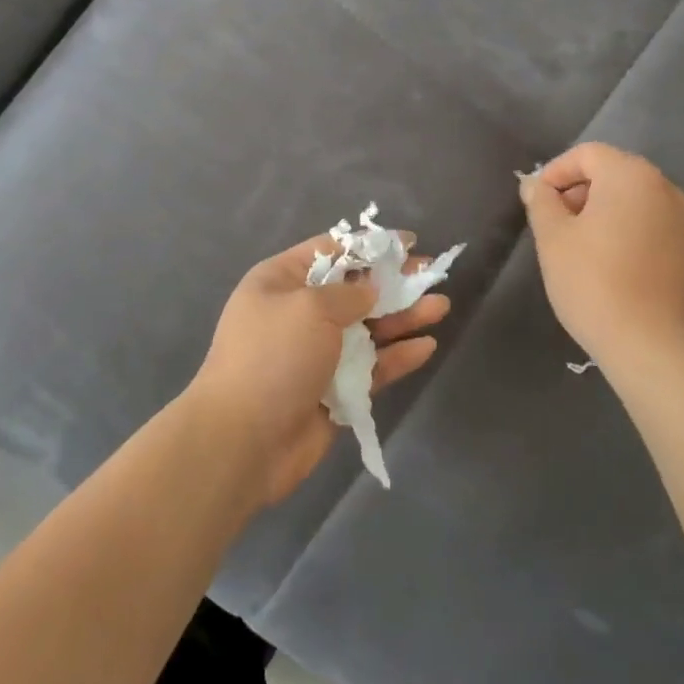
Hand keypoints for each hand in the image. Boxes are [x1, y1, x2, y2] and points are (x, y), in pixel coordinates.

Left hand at [183, 234, 449, 507]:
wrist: (242, 441)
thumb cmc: (273, 356)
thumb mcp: (310, 307)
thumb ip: (349, 293)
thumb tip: (370, 291)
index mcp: (280, 282)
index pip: (330, 251)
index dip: (369, 245)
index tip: (407, 242)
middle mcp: (299, 314)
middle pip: (355, 290)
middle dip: (394, 281)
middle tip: (432, 274)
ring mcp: (317, 354)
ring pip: (368, 329)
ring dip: (403, 317)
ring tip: (441, 305)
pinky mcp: (334, 391)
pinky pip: (371, 367)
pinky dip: (397, 356)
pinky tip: (427, 346)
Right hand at [521, 143, 683, 372]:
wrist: (652, 344)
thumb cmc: (594, 282)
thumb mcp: (553, 238)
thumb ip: (541, 202)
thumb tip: (534, 184)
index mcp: (631, 175)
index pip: (587, 154)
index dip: (555, 172)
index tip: (536, 202)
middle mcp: (663, 187)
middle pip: (611, 172)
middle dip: (577, 191)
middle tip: (552, 224)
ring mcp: (681, 218)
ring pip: (630, 198)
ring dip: (599, 210)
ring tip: (575, 246)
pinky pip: (647, 221)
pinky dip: (622, 228)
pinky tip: (605, 262)